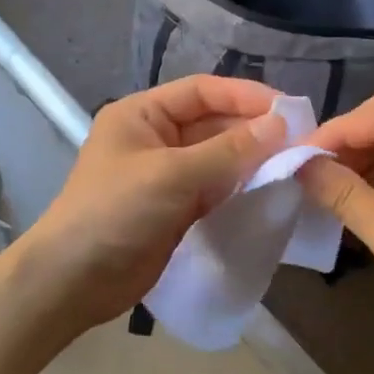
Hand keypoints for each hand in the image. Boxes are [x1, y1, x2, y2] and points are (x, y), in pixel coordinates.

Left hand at [16, 76, 287, 329]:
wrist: (73, 282)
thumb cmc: (115, 212)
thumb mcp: (171, 175)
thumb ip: (228, 150)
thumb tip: (280, 124)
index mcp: (143, 114)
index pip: (202, 91)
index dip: (245, 96)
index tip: (288, 109)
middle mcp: (156, 137)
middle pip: (214, 123)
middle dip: (253, 130)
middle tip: (300, 140)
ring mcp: (167, 175)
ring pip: (219, 158)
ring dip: (252, 160)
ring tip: (293, 163)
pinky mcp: (177, 208)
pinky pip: (217, 188)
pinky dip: (241, 188)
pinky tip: (270, 189)